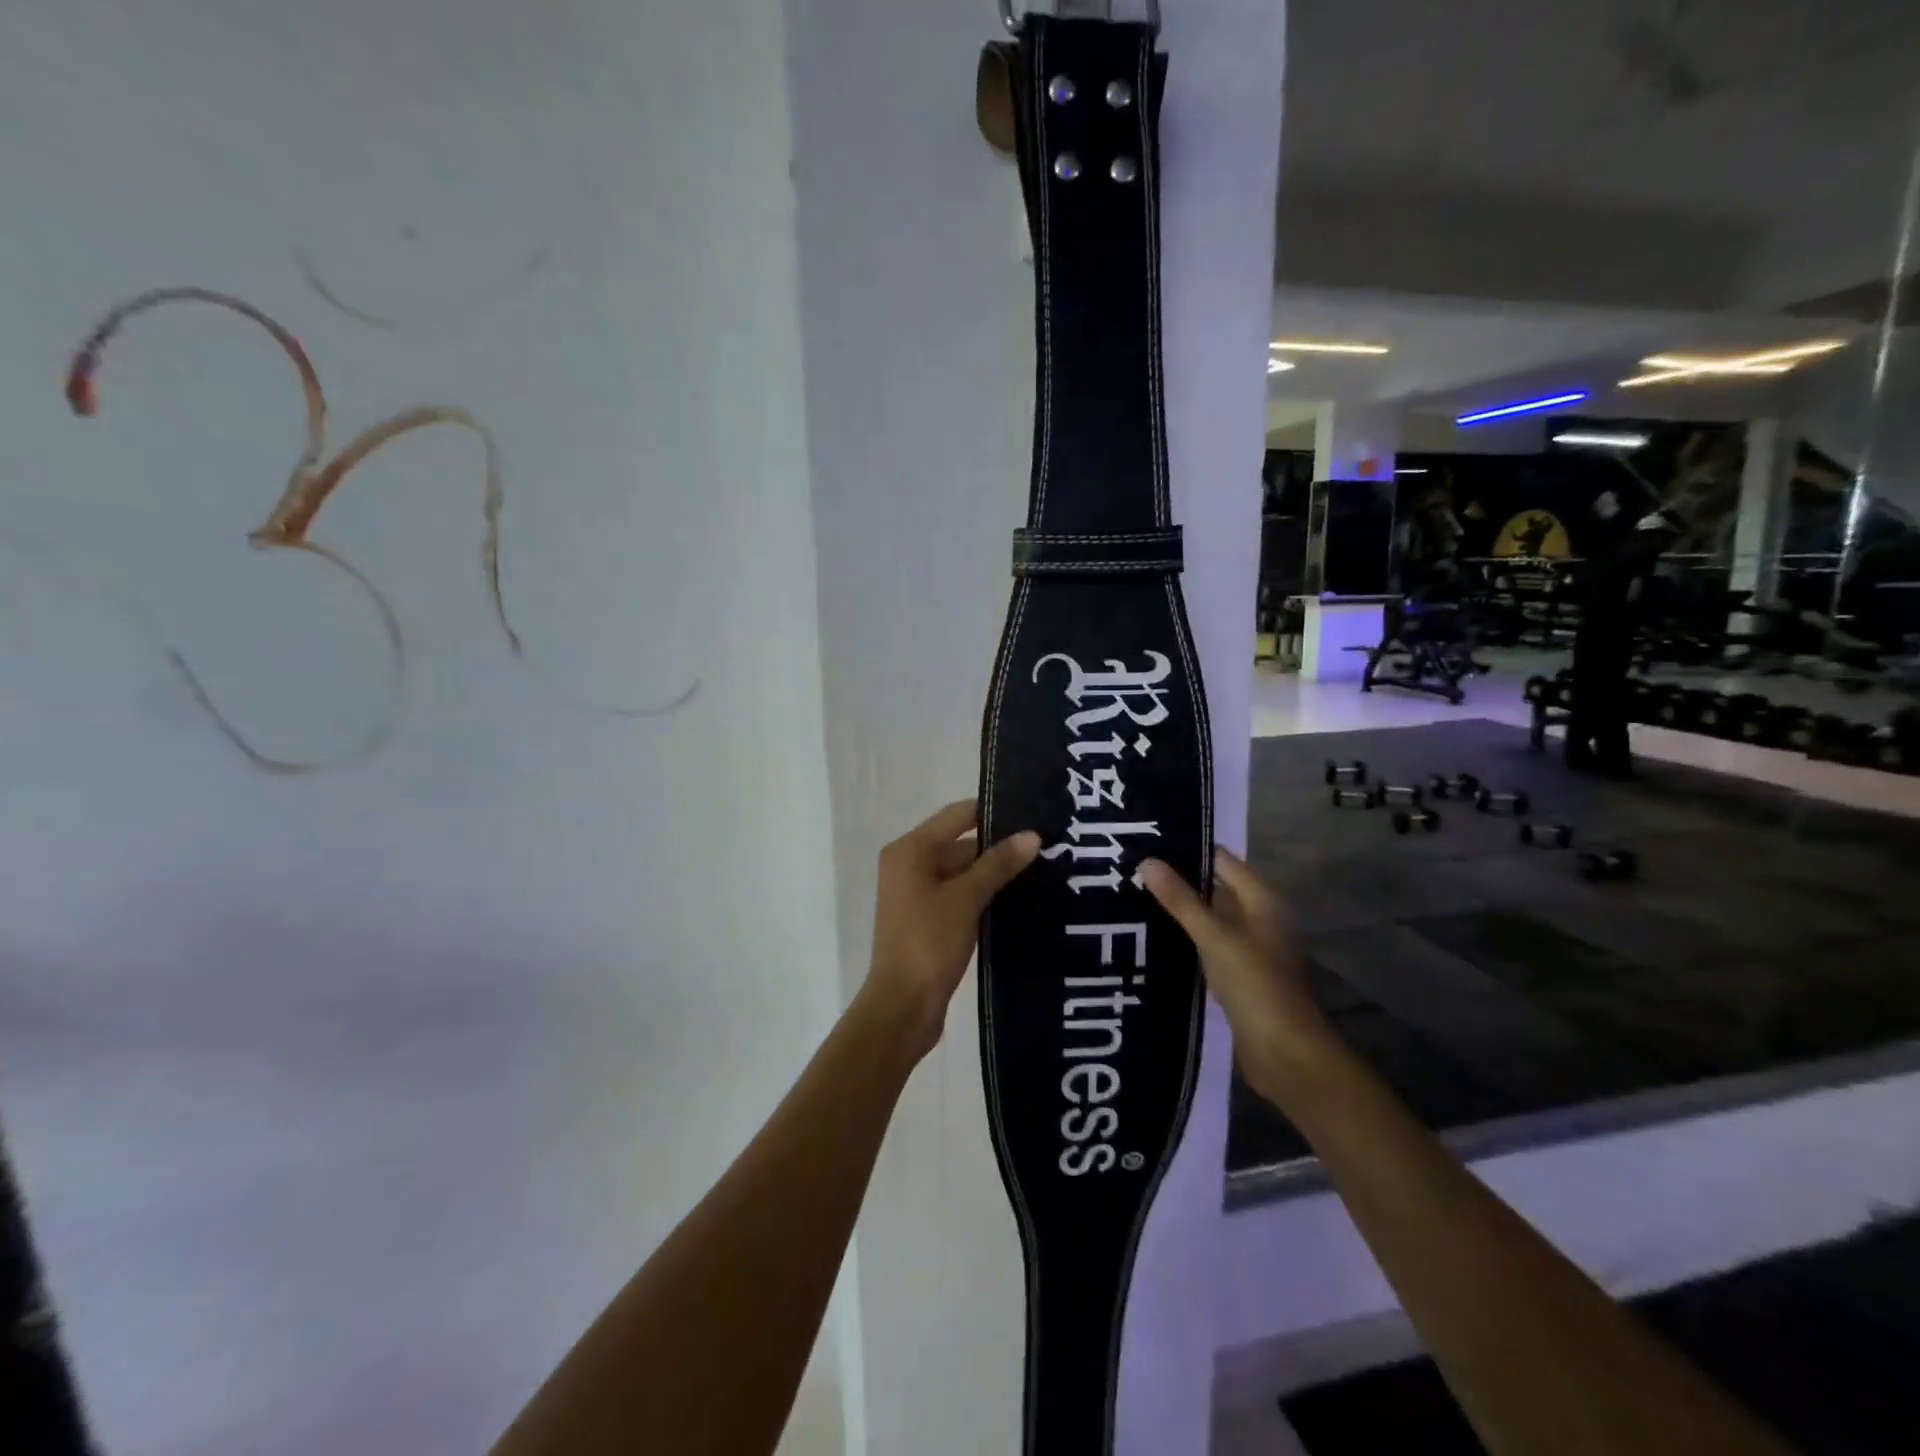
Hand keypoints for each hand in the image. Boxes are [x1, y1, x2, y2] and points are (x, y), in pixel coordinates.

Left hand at [864, 799, 1040, 1058]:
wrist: (902, 1006)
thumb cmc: (929, 942)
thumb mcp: (966, 898)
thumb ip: (998, 864)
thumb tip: (1032, 835)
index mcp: (910, 850)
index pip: (957, 815)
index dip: (993, 812)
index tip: (1033, 812)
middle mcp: (909, 865)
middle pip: (959, 843)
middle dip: (999, 845)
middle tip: (1045, 845)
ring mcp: (916, 894)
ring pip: (961, 871)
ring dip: (994, 872)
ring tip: (1042, 868)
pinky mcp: (927, 920)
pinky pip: (959, 895)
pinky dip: (983, 894)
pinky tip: (1019, 898)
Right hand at [1139, 849, 1327, 1091]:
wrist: (1286, 1055)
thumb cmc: (1256, 986)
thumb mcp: (1216, 938)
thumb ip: (1182, 900)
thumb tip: (1147, 861)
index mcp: (1262, 901)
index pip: (1222, 860)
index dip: (1188, 849)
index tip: (1148, 840)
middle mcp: (1257, 918)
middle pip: (1214, 888)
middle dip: (1177, 879)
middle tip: (1131, 867)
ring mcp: (1248, 948)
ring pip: (1208, 918)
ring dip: (1177, 910)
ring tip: (1131, 895)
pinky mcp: (1236, 974)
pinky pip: (1205, 945)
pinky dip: (1183, 938)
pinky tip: (1150, 936)